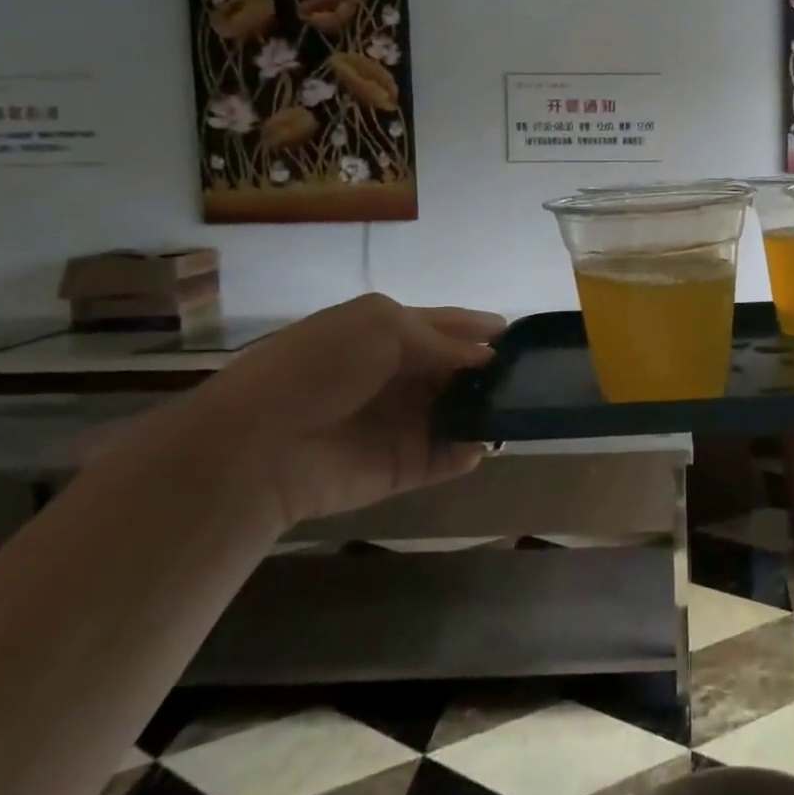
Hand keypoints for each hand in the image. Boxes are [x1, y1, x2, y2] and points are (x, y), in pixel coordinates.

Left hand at [175, 295, 505, 528]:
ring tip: (520, 410)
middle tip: (532, 375)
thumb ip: (441, 339)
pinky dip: (468, 453)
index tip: (522, 336)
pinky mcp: (402, 468)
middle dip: (491, 372)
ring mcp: (402, 424)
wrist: (261, 442)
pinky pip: (446, 459)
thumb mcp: (382, 326)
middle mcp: (400, 376)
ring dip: (487, 412)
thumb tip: (487, 357)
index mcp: (389, 334)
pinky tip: (483, 445)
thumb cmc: (321, 367)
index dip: (482, 329)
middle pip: (458, 372)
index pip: (447, 327)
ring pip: (459, 414)